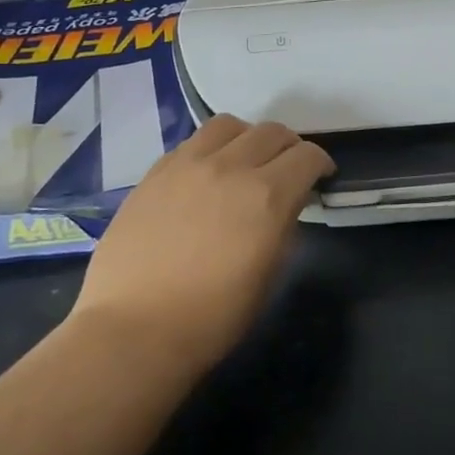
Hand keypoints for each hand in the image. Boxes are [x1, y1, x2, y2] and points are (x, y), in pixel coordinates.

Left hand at [70, 115, 333, 373]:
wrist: (134, 330)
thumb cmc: (212, 317)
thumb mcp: (269, 275)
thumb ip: (284, 227)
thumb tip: (286, 206)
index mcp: (268, 196)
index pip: (307, 156)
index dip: (321, 164)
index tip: (321, 178)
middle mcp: (231, 167)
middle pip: (273, 132)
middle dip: (290, 147)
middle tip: (288, 169)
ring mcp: (188, 164)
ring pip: (230, 125)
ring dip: (249, 137)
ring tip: (246, 160)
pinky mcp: (156, 172)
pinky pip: (193, 142)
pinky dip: (212, 148)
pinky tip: (207, 174)